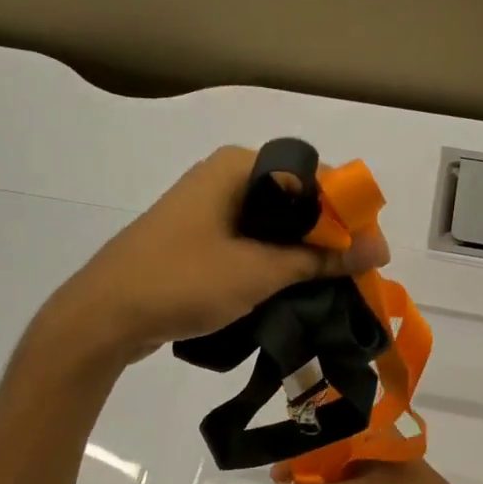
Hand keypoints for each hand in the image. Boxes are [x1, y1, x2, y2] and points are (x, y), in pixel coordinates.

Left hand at [43, 146, 389, 365]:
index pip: (312, 175)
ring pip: (271, 225)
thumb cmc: (182, 281)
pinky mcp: (196, 240)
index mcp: (236, 167)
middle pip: (293, 200)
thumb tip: (378, 248)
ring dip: (301, 253)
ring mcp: (206, 209)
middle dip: (326, 235)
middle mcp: (222, 178)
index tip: (370, 251)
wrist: (104, 316)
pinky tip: (291, 289)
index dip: (347, 211)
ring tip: (330, 286)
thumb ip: (320, 258)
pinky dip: (273, 262)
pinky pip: (248, 243)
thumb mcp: (259, 272)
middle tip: (354, 274)